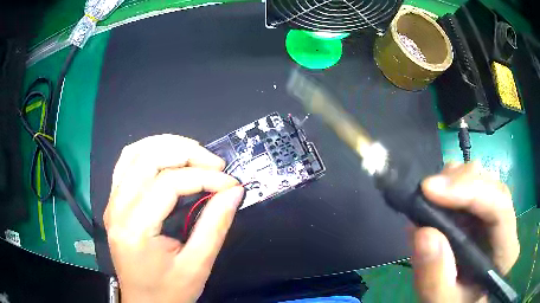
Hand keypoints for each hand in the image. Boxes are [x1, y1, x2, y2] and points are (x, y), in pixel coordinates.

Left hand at [104, 135, 243, 302]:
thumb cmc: (169, 292)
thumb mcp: (197, 266)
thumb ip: (215, 226)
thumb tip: (234, 192)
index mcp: (135, 229)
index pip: (168, 184)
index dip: (204, 178)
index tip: (231, 185)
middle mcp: (117, 209)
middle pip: (148, 159)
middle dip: (187, 153)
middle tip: (216, 164)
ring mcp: (112, 202)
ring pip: (134, 153)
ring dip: (167, 145)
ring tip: (195, 154)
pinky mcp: (115, 202)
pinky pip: (127, 163)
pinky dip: (149, 151)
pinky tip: (167, 156)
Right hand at [412, 162, 519, 302]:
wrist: (458, 300)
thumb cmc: (456, 302)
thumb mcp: (442, 301)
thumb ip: (435, 278)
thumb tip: (423, 232)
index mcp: (506, 251)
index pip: (500, 207)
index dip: (469, 191)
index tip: (430, 189)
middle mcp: (505, 225)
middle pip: (491, 186)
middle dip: (459, 182)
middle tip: (426, 191)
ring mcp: (495, 215)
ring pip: (482, 178)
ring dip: (454, 181)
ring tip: (429, 195)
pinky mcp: (481, 211)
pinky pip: (470, 184)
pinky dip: (451, 185)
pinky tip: (436, 197)